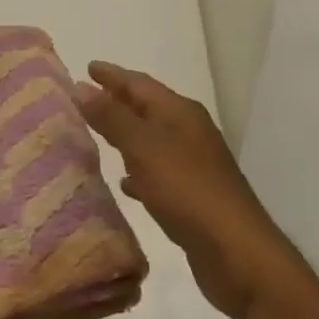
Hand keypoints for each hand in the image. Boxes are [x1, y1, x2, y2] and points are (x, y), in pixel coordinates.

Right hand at [75, 61, 290, 318]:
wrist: (236, 252)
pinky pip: (158, 172)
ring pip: (152, 140)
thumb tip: (81, 87)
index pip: (140, 84)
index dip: (113, 76)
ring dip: (127, 135)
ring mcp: (194, 164)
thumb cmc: (187, 190)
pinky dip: (139, 171)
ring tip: (97, 135)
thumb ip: (112, 118)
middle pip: (148, 108)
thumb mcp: (144, 148)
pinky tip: (125, 184)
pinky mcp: (193, 196)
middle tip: (87, 97)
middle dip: (118, 101)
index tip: (87, 66)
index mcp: (180, 113)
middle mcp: (189, 132)